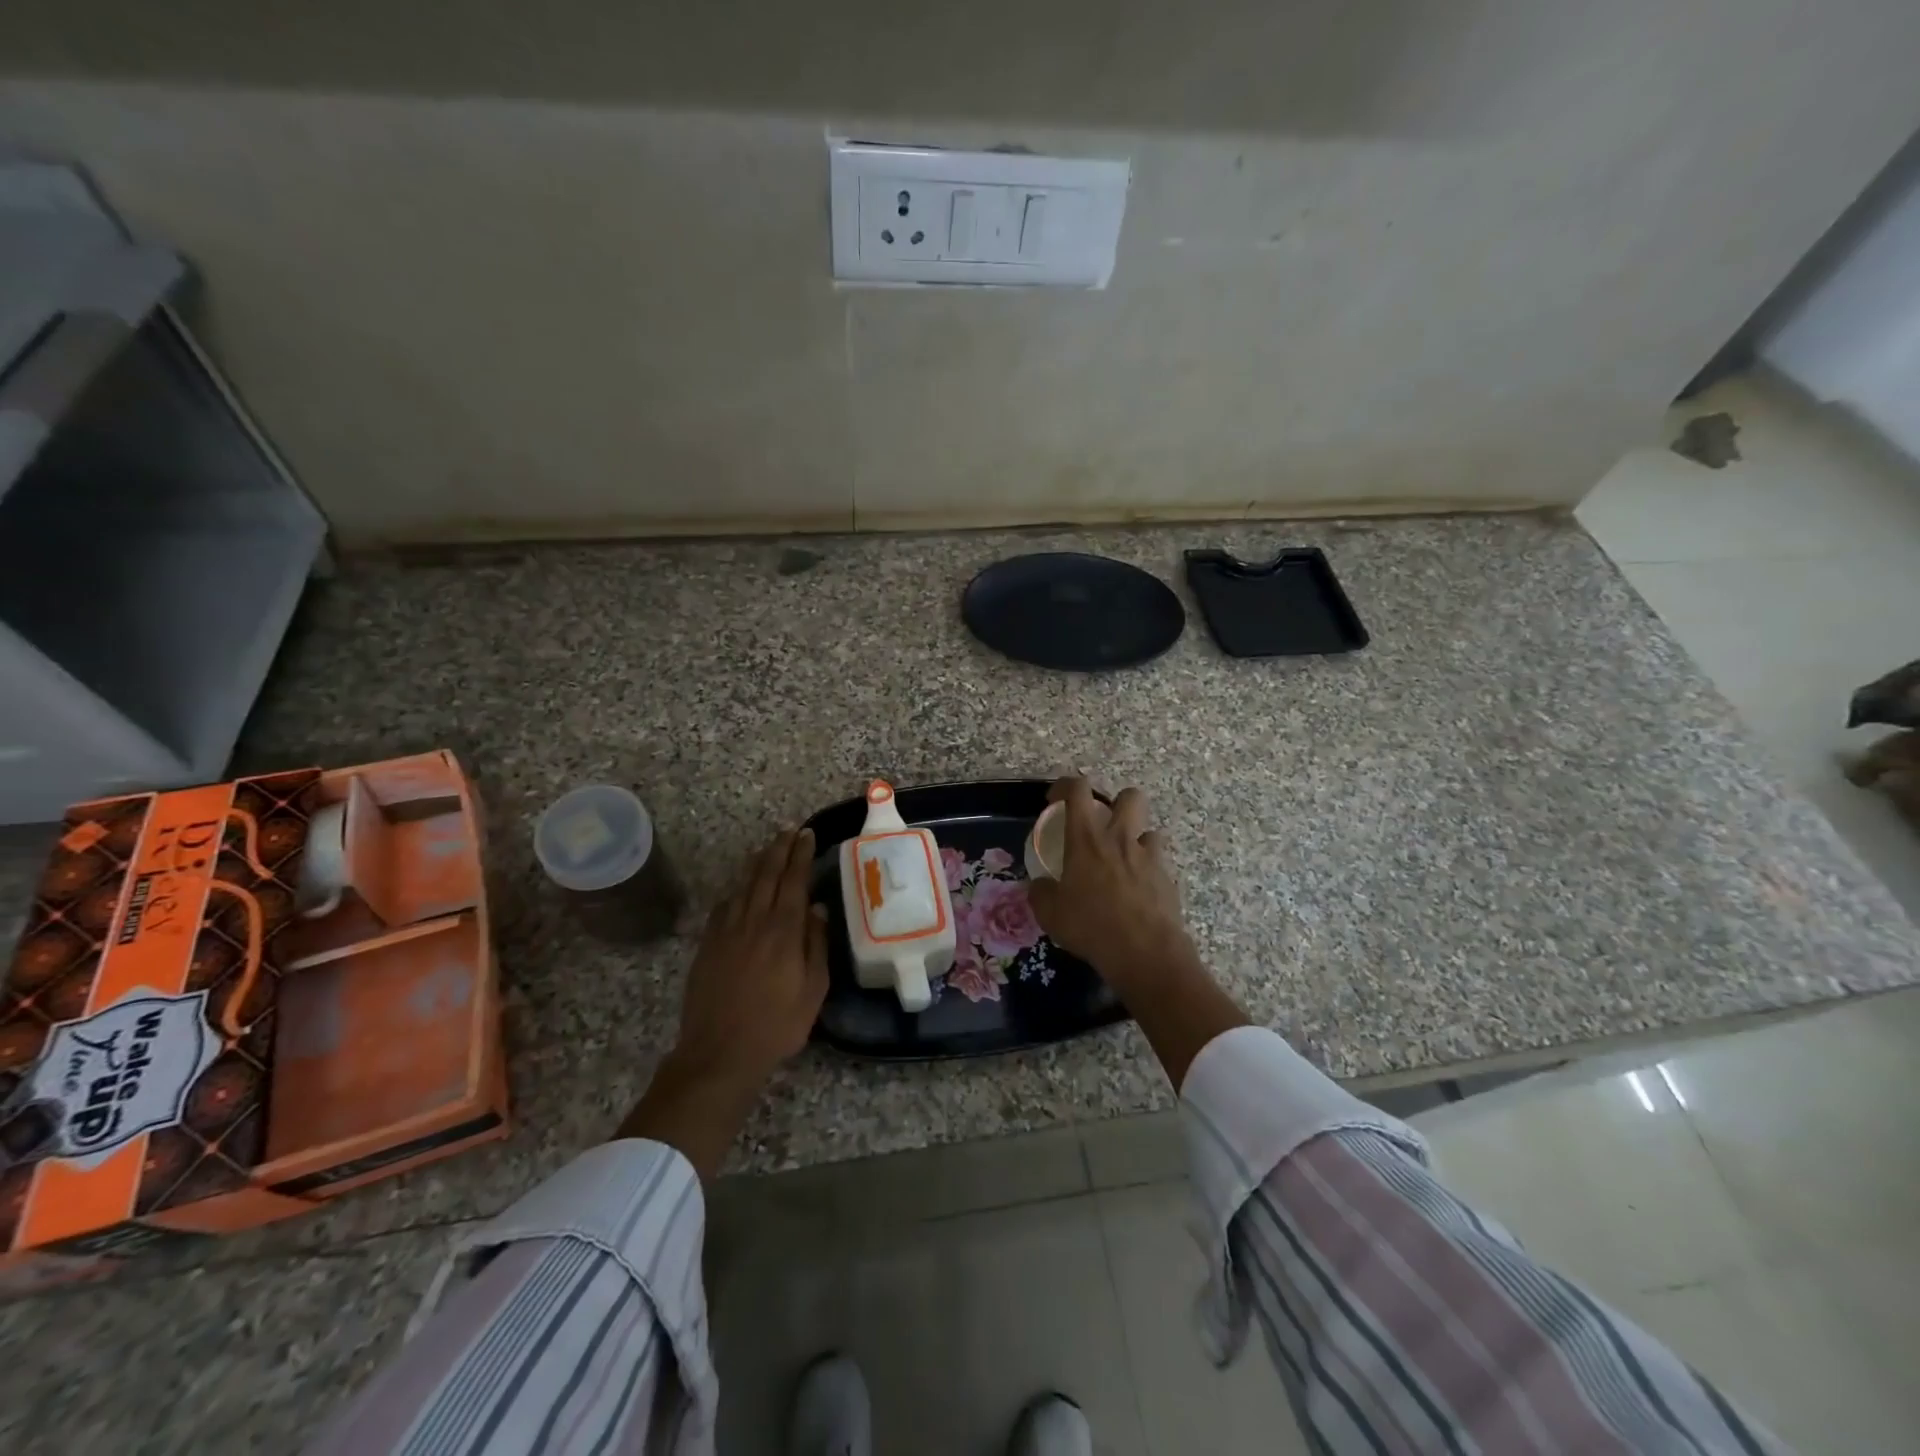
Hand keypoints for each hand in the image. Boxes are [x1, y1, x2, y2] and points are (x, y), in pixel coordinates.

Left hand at [617, 827, 828, 1176]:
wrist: (720, 1053)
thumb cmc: (777, 1025)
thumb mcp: (813, 990)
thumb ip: (816, 945)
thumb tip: (817, 908)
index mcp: (783, 931)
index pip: (794, 881)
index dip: (801, 855)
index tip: (808, 835)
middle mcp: (754, 921)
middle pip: (767, 874)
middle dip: (780, 849)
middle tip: (790, 830)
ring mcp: (727, 931)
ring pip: (744, 885)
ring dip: (758, 862)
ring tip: (769, 846)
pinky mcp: (708, 944)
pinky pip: (724, 905)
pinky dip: (736, 889)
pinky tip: (740, 886)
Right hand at [1027, 778, 1193, 995]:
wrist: (1145, 953)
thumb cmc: (1091, 926)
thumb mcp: (1050, 913)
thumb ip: (1041, 892)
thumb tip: (1040, 885)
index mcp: (1087, 839)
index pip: (1078, 790)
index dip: (1065, 785)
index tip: (1055, 799)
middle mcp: (1120, 839)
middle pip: (1130, 796)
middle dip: (1117, 802)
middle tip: (1103, 825)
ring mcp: (1149, 857)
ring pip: (1149, 830)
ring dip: (1136, 840)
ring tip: (1123, 862)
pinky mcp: (1168, 879)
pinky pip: (1159, 864)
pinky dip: (1148, 872)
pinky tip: (1137, 893)